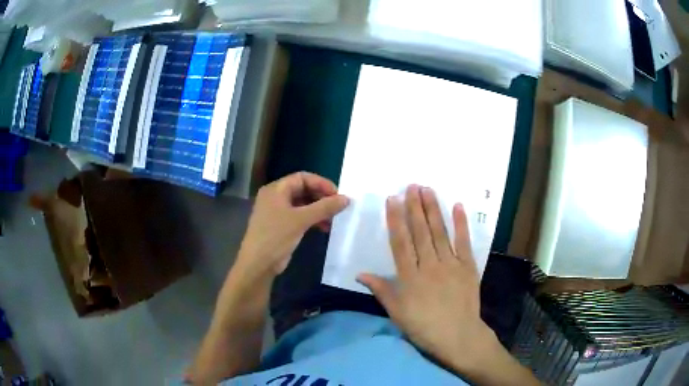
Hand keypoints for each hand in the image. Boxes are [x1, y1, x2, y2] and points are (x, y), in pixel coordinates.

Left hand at [236, 172, 348, 277]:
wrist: (258, 264)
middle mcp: (275, 197)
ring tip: (334, 219)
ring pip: (302, 204)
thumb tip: (346, 199)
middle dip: (321, 197)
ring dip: (319, 210)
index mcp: (276, 189)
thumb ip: (324, 208)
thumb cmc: (276, 237)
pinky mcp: (281, 226)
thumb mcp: (301, 220)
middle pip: (303, 190)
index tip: (337, 194)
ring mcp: (277, 212)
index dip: (321, 183)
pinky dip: (312, 220)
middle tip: (338, 207)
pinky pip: (300, 216)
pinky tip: (324, 228)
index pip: (302, 178)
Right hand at [357, 185, 500, 375]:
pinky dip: (461, 224)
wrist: (458, 336)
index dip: (395, 220)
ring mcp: (450, 264)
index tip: (393, 199)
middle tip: (412, 185)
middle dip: (415, 207)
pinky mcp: (467, 267)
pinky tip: (458, 207)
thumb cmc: (423, 326)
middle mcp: (429, 265)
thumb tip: (360, 274)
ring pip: (440, 233)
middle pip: (421, 232)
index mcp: (410, 277)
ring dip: (433, 210)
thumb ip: (381, 290)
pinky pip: (464, 242)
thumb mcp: (396, 312)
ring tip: (428, 190)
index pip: (401, 243)